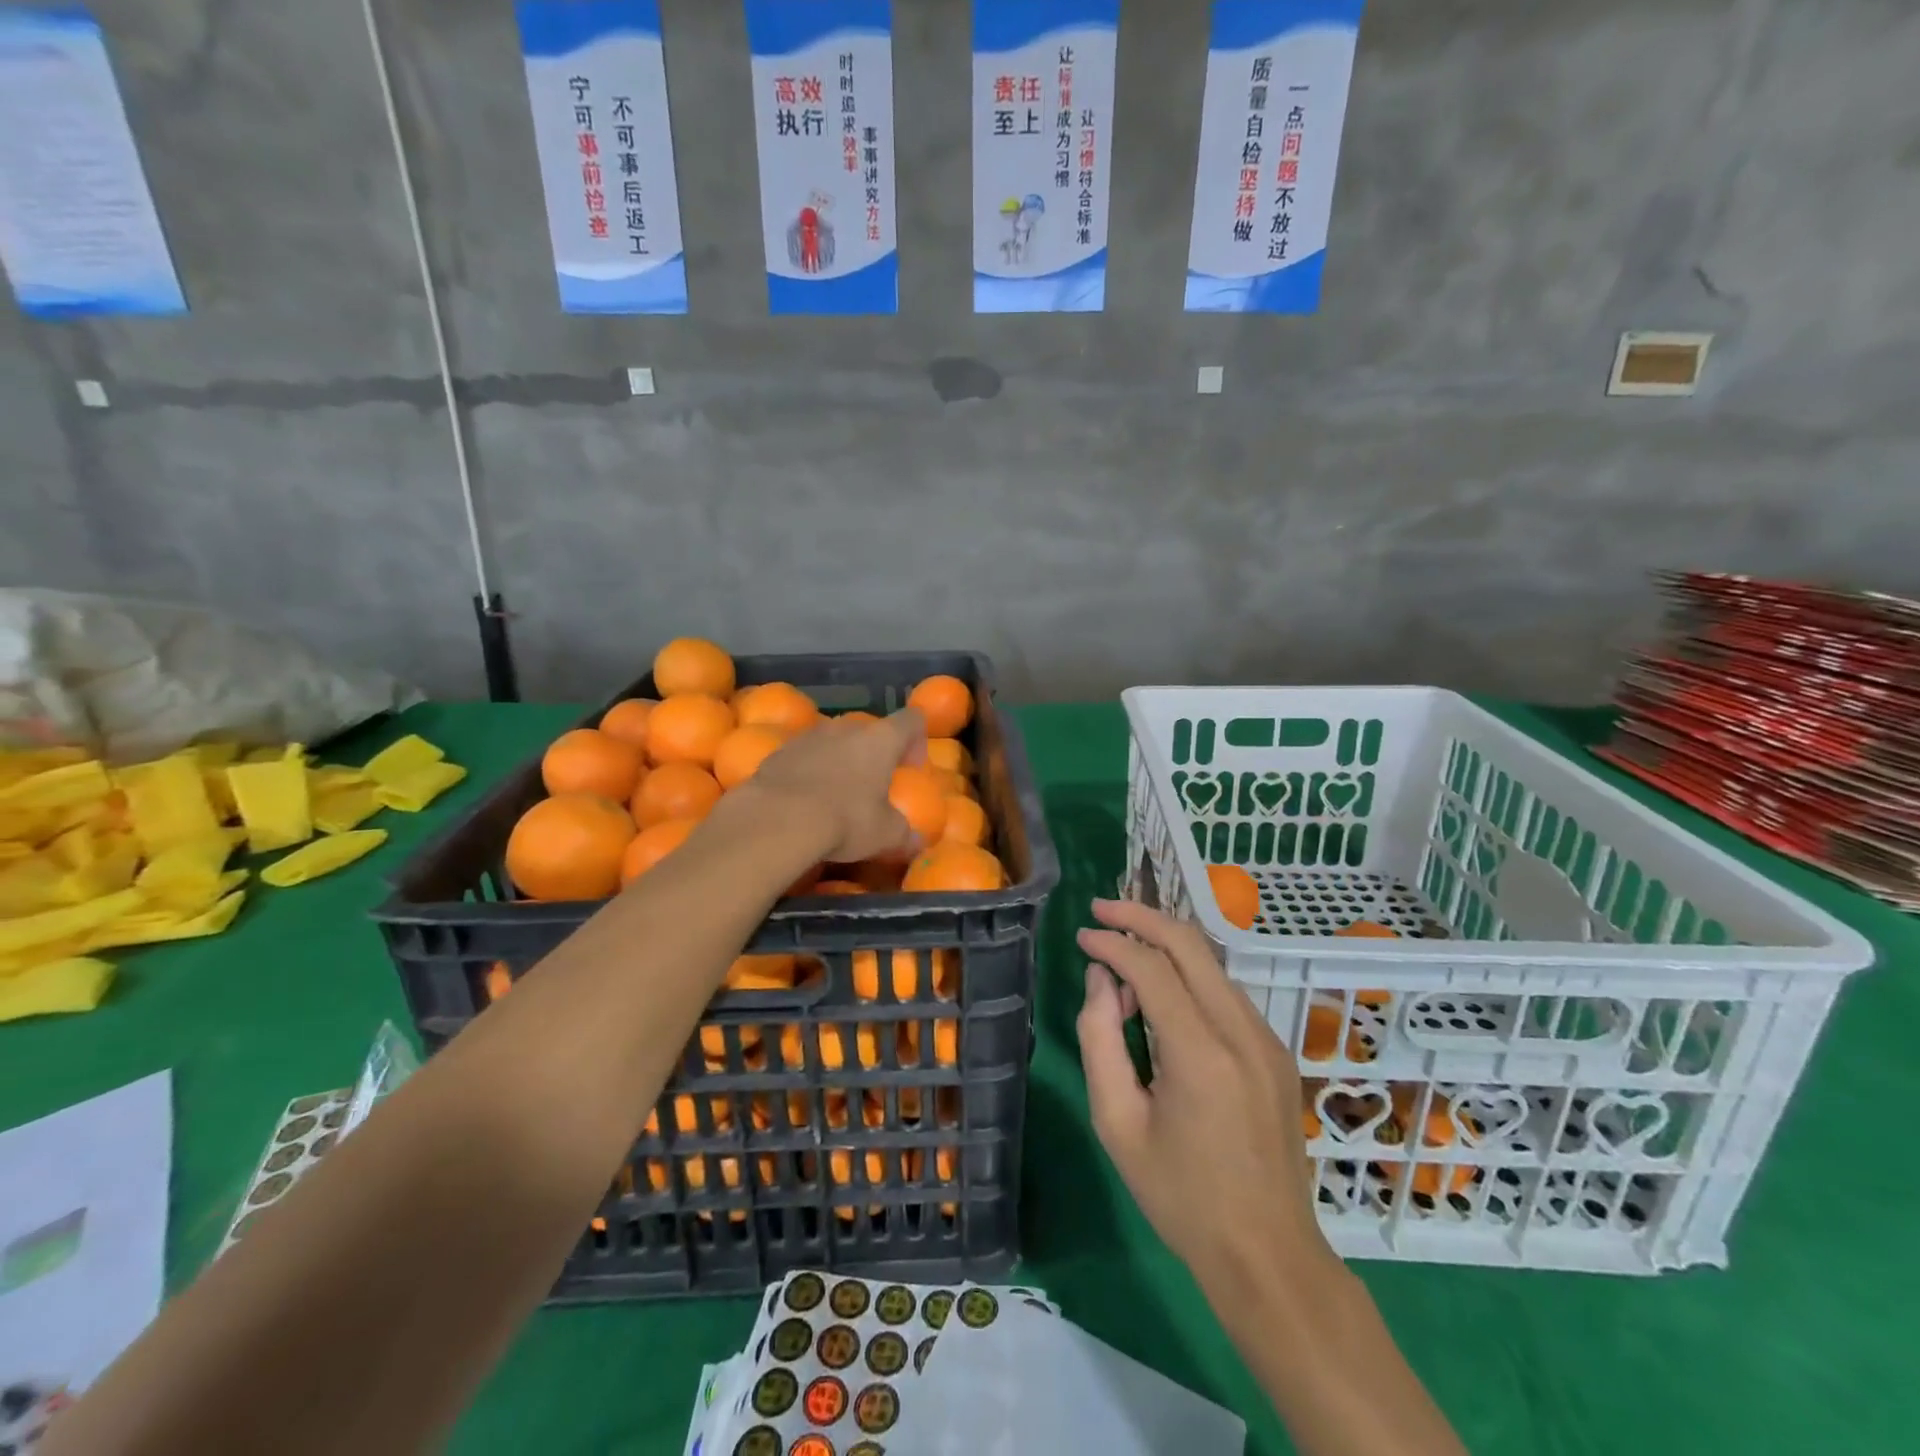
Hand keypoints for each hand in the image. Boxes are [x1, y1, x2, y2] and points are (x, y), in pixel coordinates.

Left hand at [742, 707, 926, 863]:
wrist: (776, 819)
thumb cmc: (845, 820)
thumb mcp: (885, 835)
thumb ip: (904, 834)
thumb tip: (917, 841)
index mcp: (881, 740)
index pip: (911, 720)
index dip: (917, 739)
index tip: (911, 768)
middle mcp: (846, 728)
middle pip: (868, 730)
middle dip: (873, 754)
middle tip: (873, 785)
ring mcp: (808, 736)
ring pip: (832, 741)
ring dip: (839, 760)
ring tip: (836, 794)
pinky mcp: (778, 752)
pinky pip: (802, 756)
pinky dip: (808, 772)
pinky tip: (804, 801)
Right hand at [1076, 898, 1331, 1290]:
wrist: (1268, 1254)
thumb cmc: (1181, 1197)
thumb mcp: (1118, 1123)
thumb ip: (1100, 1040)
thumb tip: (1102, 981)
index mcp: (1200, 1053)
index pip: (1151, 967)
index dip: (1112, 942)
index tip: (1081, 935)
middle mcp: (1241, 1032)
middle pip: (1190, 944)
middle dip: (1142, 917)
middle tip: (1102, 911)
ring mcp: (1267, 1040)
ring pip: (1211, 964)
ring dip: (1165, 948)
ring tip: (1123, 959)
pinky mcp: (1276, 1052)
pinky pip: (1226, 993)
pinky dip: (1188, 977)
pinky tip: (1162, 998)